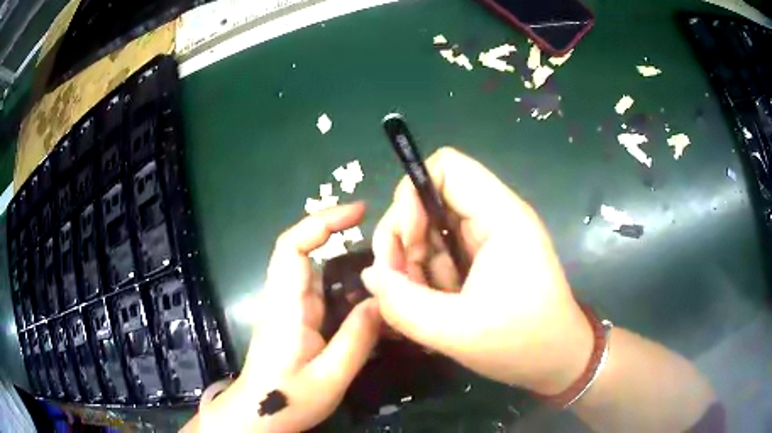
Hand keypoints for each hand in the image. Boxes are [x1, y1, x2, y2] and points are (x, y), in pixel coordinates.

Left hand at [208, 203, 380, 431]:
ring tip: (387, 271)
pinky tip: (371, 301)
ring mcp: (290, 308)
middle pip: (306, 251)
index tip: (359, 211)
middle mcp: (285, 298)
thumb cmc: (287, 398)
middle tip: (385, 241)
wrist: (259, 416)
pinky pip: (323, 292)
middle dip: (341, 235)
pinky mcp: (296, 319)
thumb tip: (382, 299)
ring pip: (318, 272)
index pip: (293, 246)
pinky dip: (346, 287)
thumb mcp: (330, 376)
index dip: (322, 221)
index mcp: (287, 305)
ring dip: (348, 264)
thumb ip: (357, 338)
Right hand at [361, 147, 592, 394]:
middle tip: (401, 282)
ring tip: (421, 302)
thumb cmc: (521, 343)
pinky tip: (434, 304)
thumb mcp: (456, 331)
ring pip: (430, 228)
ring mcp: (489, 238)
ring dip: (414, 262)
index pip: (446, 166)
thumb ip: (403, 303)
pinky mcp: (483, 258)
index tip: (407, 243)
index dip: (412, 194)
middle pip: (430, 198)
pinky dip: (427, 274)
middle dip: (404, 238)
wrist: (557, 360)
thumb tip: (371, 275)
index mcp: (501, 217)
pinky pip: (440, 251)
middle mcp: (495, 217)